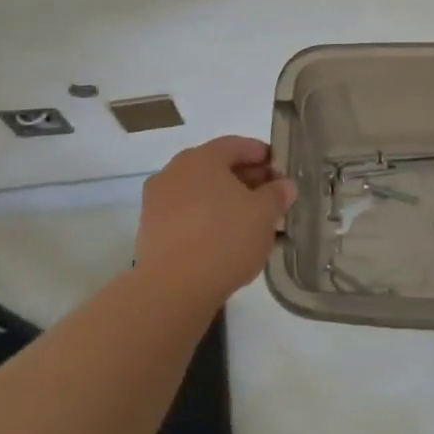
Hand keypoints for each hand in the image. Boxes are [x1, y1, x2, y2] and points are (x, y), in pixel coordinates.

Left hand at [134, 135, 296, 307]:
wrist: (172, 289)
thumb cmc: (224, 239)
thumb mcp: (264, 214)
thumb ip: (276, 194)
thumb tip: (283, 185)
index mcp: (202, 157)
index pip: (237, 145)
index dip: (262, 155)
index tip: (280, 171)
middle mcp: (175, 170)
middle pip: (216, 167)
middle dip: (245, 180)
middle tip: (269, 199)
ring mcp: (157, 200)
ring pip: (200, 192)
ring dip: (225, 201)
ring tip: (250, 224)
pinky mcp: (150, 229)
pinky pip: (186, 214)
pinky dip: (206, 220)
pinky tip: (224, 241)